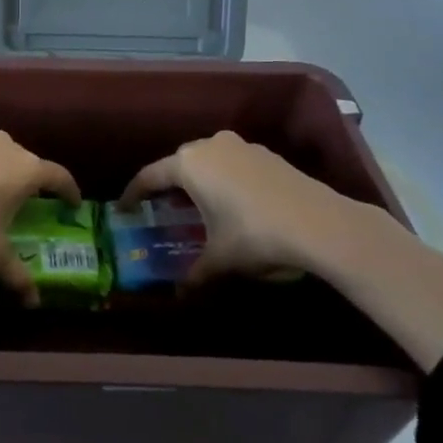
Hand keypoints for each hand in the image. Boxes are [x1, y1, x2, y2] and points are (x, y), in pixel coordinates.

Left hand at [0, 132, 79, 316]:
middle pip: (28, 162)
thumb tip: (33, 303)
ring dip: (1, 171)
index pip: (58, 176)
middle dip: (32, 180)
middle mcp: (5, 147)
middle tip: (32, 201)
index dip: (69, 190)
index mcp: (25, 170)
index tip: (73, 202)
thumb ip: (17, 277)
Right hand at [119, 130, 400, 287]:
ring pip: (209, 160)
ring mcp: (241, 146)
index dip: (133, 193)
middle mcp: (210, 146)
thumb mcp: (220, 259)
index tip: (123, 208)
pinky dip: (226, 179)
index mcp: (189, 164)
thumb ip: (196, 274)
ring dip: (200, 180)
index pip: (150, 176)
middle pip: (179, 163)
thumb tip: (180, 295)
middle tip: (161, 208)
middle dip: (168, 185)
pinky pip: (233, 164)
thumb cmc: (255, 236)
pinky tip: (234, 203)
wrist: (319, 224)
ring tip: (199, 205)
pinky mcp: (266, 154)